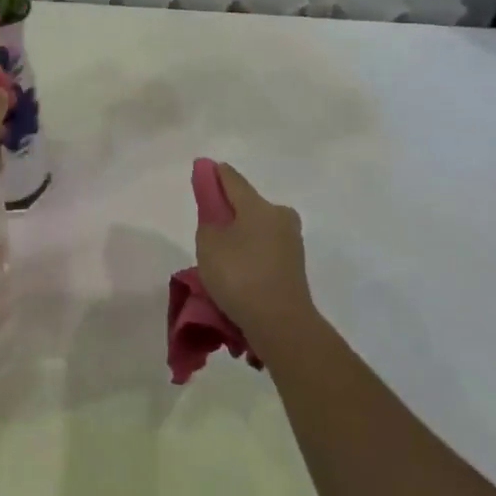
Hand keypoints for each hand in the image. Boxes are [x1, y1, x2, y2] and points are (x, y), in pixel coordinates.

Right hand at [196, 163, 314, 343]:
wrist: (281, 324)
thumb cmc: (240, 275)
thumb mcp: (209, 244)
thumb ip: (208, 220)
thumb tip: (217, 212)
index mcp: (258, 205)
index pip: (232, 179)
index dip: (214, 174)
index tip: (202, 170)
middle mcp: (279, 216)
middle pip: (247, 205)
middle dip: (228, 210)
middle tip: (208, 226)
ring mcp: (291, 241)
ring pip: (257, 228)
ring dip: (241, 235)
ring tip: (221, 257)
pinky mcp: (294, 265)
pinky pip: (265, 250)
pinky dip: (251, 254)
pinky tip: (238, 272)